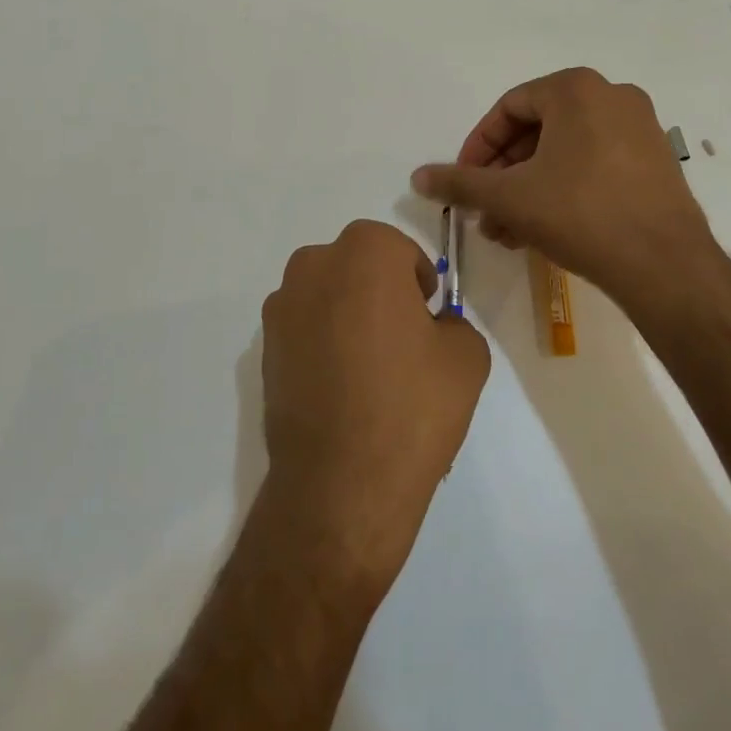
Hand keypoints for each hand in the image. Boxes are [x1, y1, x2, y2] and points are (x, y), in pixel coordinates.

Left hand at [259, 220, 490, 601]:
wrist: (341, 483)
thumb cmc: (411, 406)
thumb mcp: (467, 356)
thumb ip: (453, 323)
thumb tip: (432, 327)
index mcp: (364, 254)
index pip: (396, 248)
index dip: (416, 278)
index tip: (428, 312)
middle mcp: (313, 267)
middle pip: (355, 265)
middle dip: (379, 289)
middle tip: (402, 337)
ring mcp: (281, 309)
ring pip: (326, 295)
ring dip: (347, 313)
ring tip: (369, 368)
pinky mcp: (263, 350)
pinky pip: (303, 329)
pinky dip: (322, 343)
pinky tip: (341, 389)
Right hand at [411, 67, 718, 309]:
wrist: (665, 265)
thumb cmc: (580, 214)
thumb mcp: (509, 197)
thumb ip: (460, 182)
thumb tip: (417, 176)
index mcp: (576, 89)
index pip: (509, 108)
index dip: (478, 147)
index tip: (464, 182)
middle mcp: (612, 96)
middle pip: (537, 131)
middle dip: (503, 175)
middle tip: (484, 211)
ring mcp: (640, 128)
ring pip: (564, 152)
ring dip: (528, 188)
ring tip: (507, 231)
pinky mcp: (655, 161)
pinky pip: (593, 165)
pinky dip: (562, 190)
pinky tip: (542, 230)